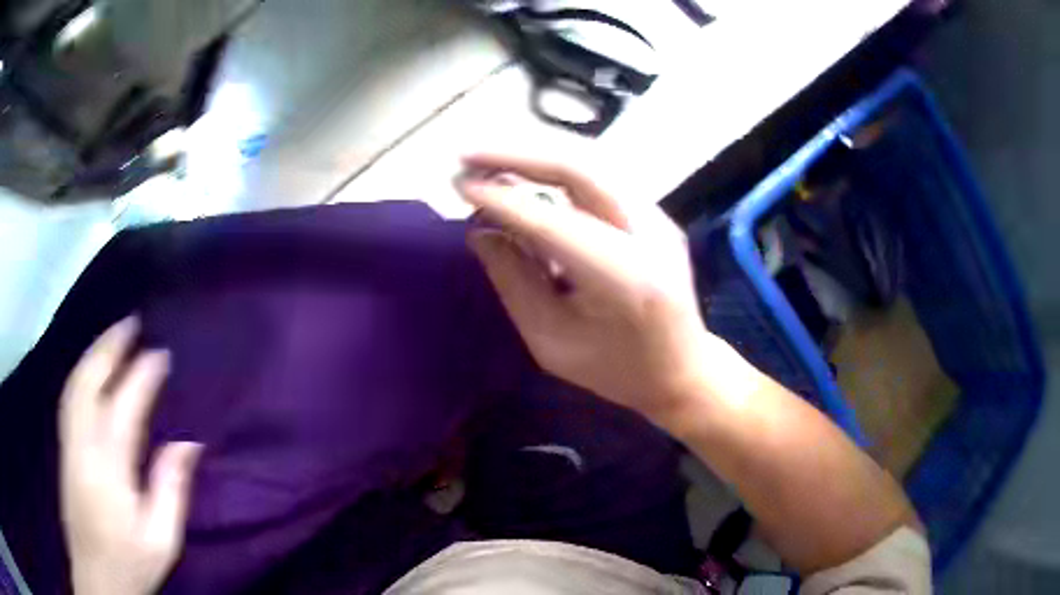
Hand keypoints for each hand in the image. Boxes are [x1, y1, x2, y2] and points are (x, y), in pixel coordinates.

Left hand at [59, 318, 201, 594]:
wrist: (97, 577)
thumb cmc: (131, 562)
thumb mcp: (161, 540)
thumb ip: (171, 490)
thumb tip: (189, 442)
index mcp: (108, 470)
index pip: (122, 408)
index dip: (141, 376)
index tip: (161, 353)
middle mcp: (82, 446)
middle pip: (88, 382)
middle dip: (109, 347)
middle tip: (133, 322)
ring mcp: (68, 444)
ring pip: (75, 384)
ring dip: (94, 353)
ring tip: (115, 335)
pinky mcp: (64, 448)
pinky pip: (69, 396)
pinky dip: (82, 372)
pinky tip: (92, 367)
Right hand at [456, 154, 713, 427]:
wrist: (683, 371)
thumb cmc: (615, 370)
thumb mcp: (552, 341)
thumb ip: (514, 282)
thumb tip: (480, 230)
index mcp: (624, 278)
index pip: (552, 221)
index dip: (501, 198)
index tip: (458, 183)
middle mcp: (649, 233)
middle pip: (580, 168)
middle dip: (517, 155)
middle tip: (467, 156)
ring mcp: (659, 218)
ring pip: (592, 164)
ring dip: (535, 157)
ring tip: (488, 161)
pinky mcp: (656, 214)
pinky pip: (600, 178)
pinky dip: (557, 171)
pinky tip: (526, 175)